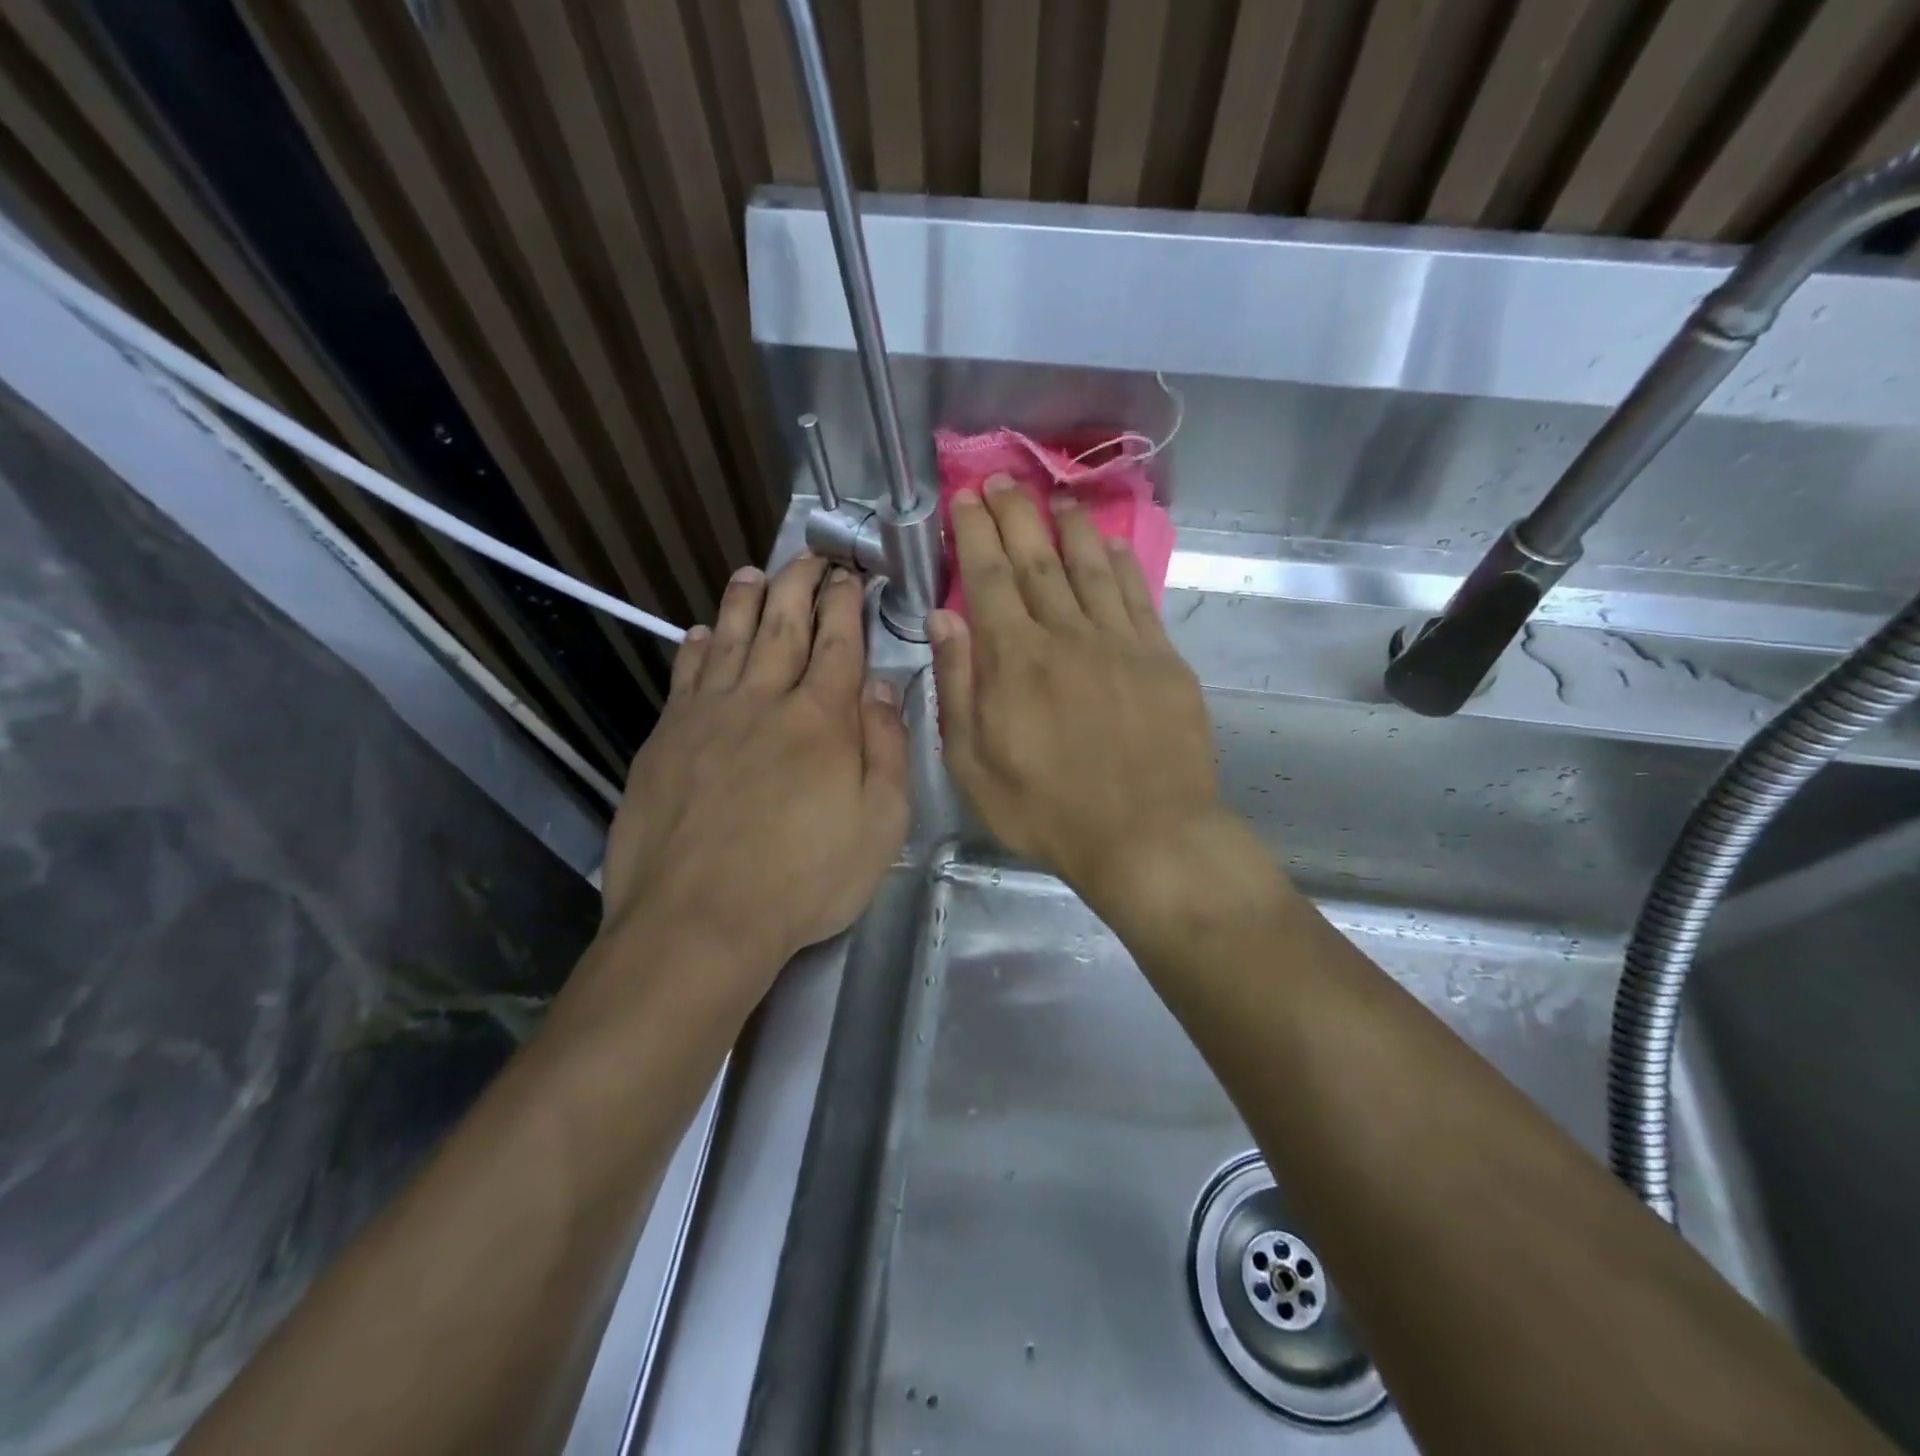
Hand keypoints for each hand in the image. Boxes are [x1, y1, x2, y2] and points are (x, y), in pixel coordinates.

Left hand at [599, 556, 908, 997]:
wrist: (699, 919)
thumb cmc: (804, 879)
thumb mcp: (880, 824)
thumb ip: (885, 747)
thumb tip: (880, 685)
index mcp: (822, 719)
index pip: (838, 642)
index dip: (845, 603)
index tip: (849, 574)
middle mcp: (764, 700)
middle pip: (782, 624)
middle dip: (799, 583)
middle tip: (808, 555)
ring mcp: (708, 716)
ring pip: (728, 639)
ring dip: (744, 601)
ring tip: (752, 573)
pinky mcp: (666, 739)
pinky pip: (684, 678)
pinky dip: (695, 649)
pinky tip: (698, 634)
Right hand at [930, 477, 1225, 907]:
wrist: (1147, 835)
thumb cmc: (1048, 811)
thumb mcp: (973, 765)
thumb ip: (957, 687)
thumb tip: (943, 619)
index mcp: (1014, 660)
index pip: (988, 578)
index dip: (974, 533)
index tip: (965, 498)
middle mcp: (1066, 635)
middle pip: (1037, 560)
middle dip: (1016, 514)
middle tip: (1003, 480)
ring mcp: (1119, 642)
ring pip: (1090, 567)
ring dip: (1070, 528)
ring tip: (1057, 497)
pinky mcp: (1161, 659)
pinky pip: (1137, 597)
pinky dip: (1122, 564)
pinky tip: (1112, 545)